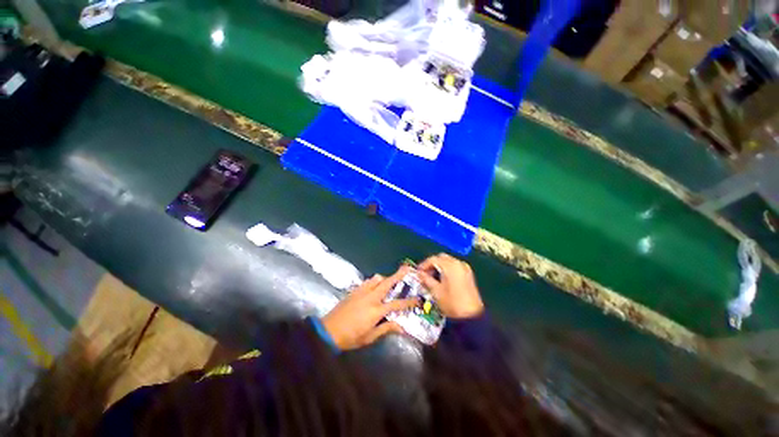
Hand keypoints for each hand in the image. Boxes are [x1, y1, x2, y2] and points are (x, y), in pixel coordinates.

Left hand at [321, 266, 418, 349]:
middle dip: (398, 275)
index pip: (396, 304)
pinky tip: (374, 287)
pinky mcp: (354, 291)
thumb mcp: (370, 337)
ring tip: (389, 282)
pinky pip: (367, 282)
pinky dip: (374, 281)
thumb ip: (386, 329)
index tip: (417, 299)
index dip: (408, 302)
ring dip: (385, 278)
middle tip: (406, 268)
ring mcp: (361, 292)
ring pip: (376, 279)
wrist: (328, 330)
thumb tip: (401, 327)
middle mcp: (370, 297)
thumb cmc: (351, 337)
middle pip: (387, 283)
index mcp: (376, 310)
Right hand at [418, 254, 483, 318]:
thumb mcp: (436, 291)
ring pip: (448, 261)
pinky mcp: (468, 274)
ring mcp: (465, 268)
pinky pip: (455, 266)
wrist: (471, 316)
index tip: (418, 272)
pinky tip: (443, 278)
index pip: (433, 259)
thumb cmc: (452, 303)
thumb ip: (426, 279)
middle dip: (432, 264)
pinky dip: (447, 269)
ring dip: (439, 266)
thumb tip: (420, 274)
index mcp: (450, 266)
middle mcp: (458, 264)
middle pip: (441, 257)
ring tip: (432, 277)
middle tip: (425, 273)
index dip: (424, 265)